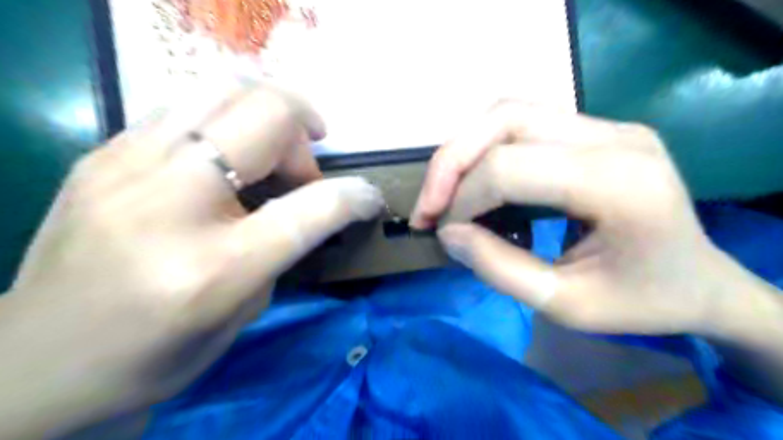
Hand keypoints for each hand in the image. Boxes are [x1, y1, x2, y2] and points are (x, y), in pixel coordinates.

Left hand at [0, 84, 382, 437]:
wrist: (37, 363)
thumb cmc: (156, 355)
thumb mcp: (244, 311)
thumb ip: (284, 246)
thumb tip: (309, 202)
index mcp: (214, 267)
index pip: (313, 206)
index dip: (356, 196)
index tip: (370, 198)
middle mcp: (169, 203)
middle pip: (268, 115)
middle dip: (307, 131)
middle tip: (307, 166)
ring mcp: (125, 166)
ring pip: (225, 87)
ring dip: (269, 112)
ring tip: (274, 146)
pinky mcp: (101, 153)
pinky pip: (186, 105)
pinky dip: (226, 120)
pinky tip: (224, 154)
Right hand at [412, 101, 769, 336]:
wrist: (701, 282)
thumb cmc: (642, 303)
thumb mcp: (565, 305)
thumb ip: (499, 269)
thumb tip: (448, 233)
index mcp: (619, 182)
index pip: (510, 167)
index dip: (462, 199)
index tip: (444, 234)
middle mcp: (615, 137)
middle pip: (504, 120)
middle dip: (450, 163)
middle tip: (428, 206)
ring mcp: (608, 125)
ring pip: (508, 112)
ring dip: (464, 151)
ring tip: (445, 194)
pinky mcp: (596, 129)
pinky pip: (523, 123)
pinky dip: (486, 149)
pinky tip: (479, 182)